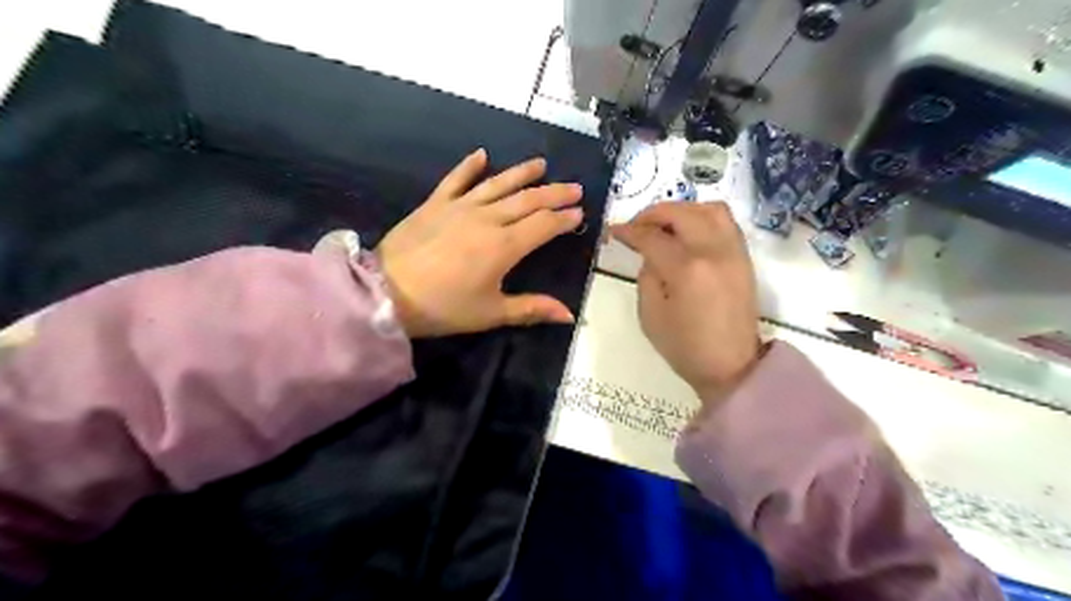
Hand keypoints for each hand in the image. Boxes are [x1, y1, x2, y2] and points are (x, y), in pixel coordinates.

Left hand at [372, 148, 584, 337]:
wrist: (386, 294)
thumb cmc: (443, 307)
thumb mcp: (491, 313)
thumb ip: (532, 309)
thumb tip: (569, 315)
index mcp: (504, 246)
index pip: (543, 225)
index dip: (564, 218)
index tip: (580, 213)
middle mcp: (487, 219)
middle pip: (528, 200)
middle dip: (555, 193)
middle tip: (575, 187)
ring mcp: (460, 207)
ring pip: (498, 184)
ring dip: (522, 173)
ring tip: (541, 164)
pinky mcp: (435, 204)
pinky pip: (455, 179)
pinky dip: (469, 165)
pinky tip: (482, 154)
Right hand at [611, 201, 760, 402]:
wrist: (732, 366)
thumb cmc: (685, 347)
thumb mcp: (650, 314)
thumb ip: (647, 275)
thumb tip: (650, 253)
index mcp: (686, 269)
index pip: (652, 237)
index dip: (628, 231)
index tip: (613, 231)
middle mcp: (713, 251)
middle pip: (681, 212)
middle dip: (652, 214)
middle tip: (636, 226)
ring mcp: (733, 251)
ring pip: (709, 208)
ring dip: (681, 210)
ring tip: (664, 224)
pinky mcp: (744, 257)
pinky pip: (725, 221)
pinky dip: (702, 217)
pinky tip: (688, 232)